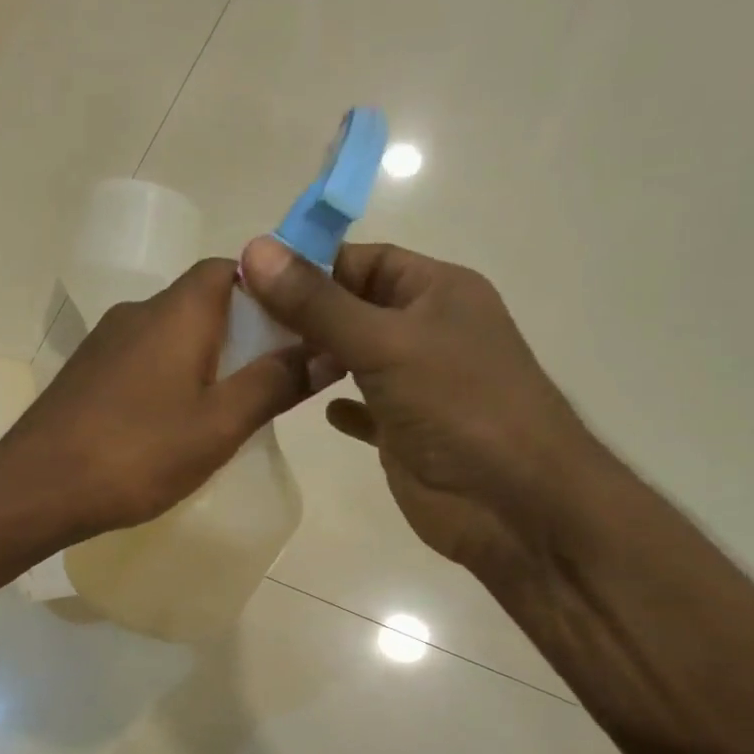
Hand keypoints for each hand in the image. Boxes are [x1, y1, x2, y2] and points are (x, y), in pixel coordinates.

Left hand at [0, 258, 327, 536]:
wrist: (38, 489)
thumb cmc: (138, 454)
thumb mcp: (220, 425)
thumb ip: (275, 383)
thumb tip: (328, 349)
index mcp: (178, 311)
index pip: (232, 269)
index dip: (268, 292)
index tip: (294, 331)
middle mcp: (138, 312)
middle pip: (203, 303)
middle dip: (242, 335)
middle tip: (268, 383)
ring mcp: (104, 342)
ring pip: (171, 336)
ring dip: (204, 361)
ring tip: (225, 412)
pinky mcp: (85, 374)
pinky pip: (142, 362)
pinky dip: (169, 380)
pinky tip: (172, 427)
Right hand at [238, 236, 600, 569]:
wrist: (512, 503)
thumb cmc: (457, 405)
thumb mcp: (384, 343)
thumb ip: (317, 303)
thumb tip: (255, 250)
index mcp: (436, 291)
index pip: (364, 260)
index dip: (310, 264)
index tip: (250, 278)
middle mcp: (427, 330)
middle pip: (354, 308)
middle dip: (303, 313)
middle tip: (242, 324)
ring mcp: (417, 384)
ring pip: (354, 358)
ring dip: (315, 359)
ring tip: (261, 361)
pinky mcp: (405, 431)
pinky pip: (364, 409)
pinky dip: (341, 406)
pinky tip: (314, 407)